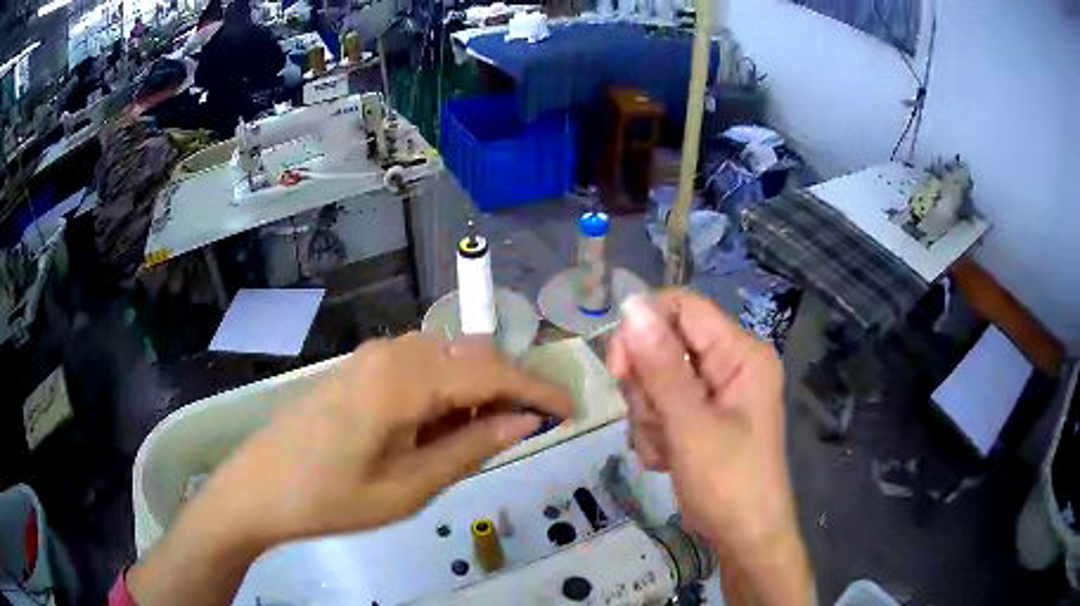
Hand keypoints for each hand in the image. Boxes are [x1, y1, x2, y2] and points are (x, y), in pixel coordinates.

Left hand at [208, 333, 574, 544]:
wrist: (259, 488)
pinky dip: (445, 388)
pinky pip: (418, 365)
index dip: (538, 389)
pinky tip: (441, 423)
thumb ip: (472, 447)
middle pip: (472, 355)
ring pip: (446, 357)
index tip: (571, 409)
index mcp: (406, 379)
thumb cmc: (333, 497)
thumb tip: (525, 421)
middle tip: (528, 428)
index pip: (493, 372)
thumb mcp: (411, 486)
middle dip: (509, 387)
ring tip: (485, 433)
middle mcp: (392, 351)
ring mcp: (371, 355)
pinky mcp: (358, 367)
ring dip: (476, 387)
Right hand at [607, 290, 809, 603]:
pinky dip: (654, 434)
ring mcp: (713, 391)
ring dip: (649, 418)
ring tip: (668, 450)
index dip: (643, 328)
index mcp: (740, 353)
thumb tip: (631, 302)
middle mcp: (728, 364)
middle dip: (647, 389)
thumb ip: (661, 365)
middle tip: (658, 424)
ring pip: (654, 380)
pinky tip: (668, 459)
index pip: (682, 307)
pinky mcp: (699, 415)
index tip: (619, 368)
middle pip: (662, 345)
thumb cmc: (729, 483)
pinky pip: (658, 407)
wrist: (742, 538)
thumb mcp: (691, 425)